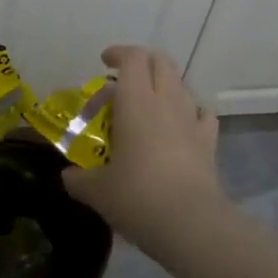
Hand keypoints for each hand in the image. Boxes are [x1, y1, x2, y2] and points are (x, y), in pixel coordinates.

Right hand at [64, 46, 225, 254]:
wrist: (190, 223)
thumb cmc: (137, 197)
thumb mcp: (96, 191)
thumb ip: (79, 179)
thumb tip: (68, 176)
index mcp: (136, 102)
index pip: (132, 58)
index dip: (118, 54)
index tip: (104, 63)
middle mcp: (167, 101)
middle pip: (161, 62)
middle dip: (142, 64)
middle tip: (123, 83)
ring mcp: (192, 119)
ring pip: (181, 84)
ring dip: (164, 86)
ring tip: (148, 107)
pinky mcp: (209, 141)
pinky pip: (201, 114)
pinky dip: (188, 112)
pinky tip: (180, 128)